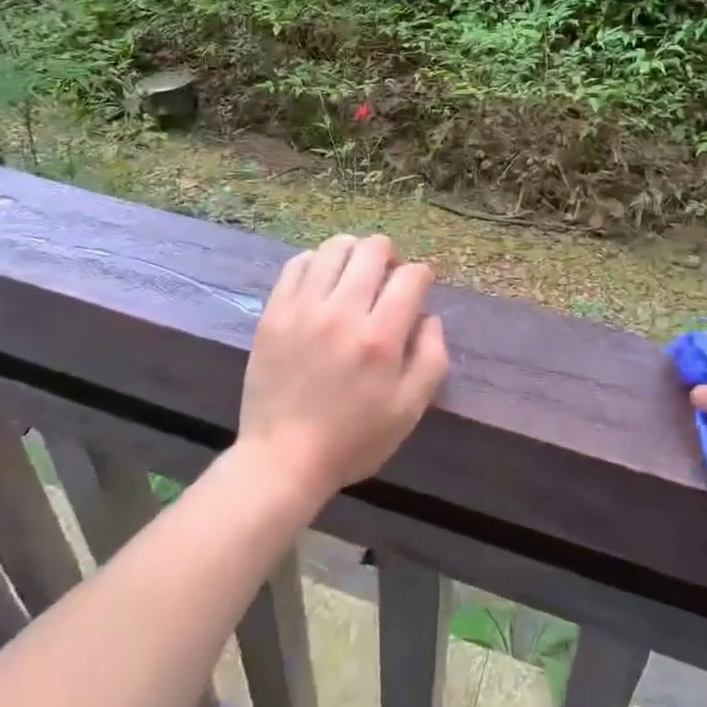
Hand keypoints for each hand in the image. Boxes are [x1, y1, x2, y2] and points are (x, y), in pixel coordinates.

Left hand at [238, 234, 449, 505]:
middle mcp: (342, 312)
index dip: (423, 275)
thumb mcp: (409, 410)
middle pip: (373, 249)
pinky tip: (323, 282)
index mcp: (380, 338)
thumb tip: (429, 317)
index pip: (411, 276)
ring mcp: (303, 308)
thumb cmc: (353, 439)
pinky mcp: (274, 311)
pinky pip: (299, 263)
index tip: (419, 288)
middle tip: (388, 279)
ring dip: (354, 253)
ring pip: (335, 247)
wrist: (282, 459)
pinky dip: (318, 262)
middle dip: (391, 256)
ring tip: (355, 275)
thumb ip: (431, 357)